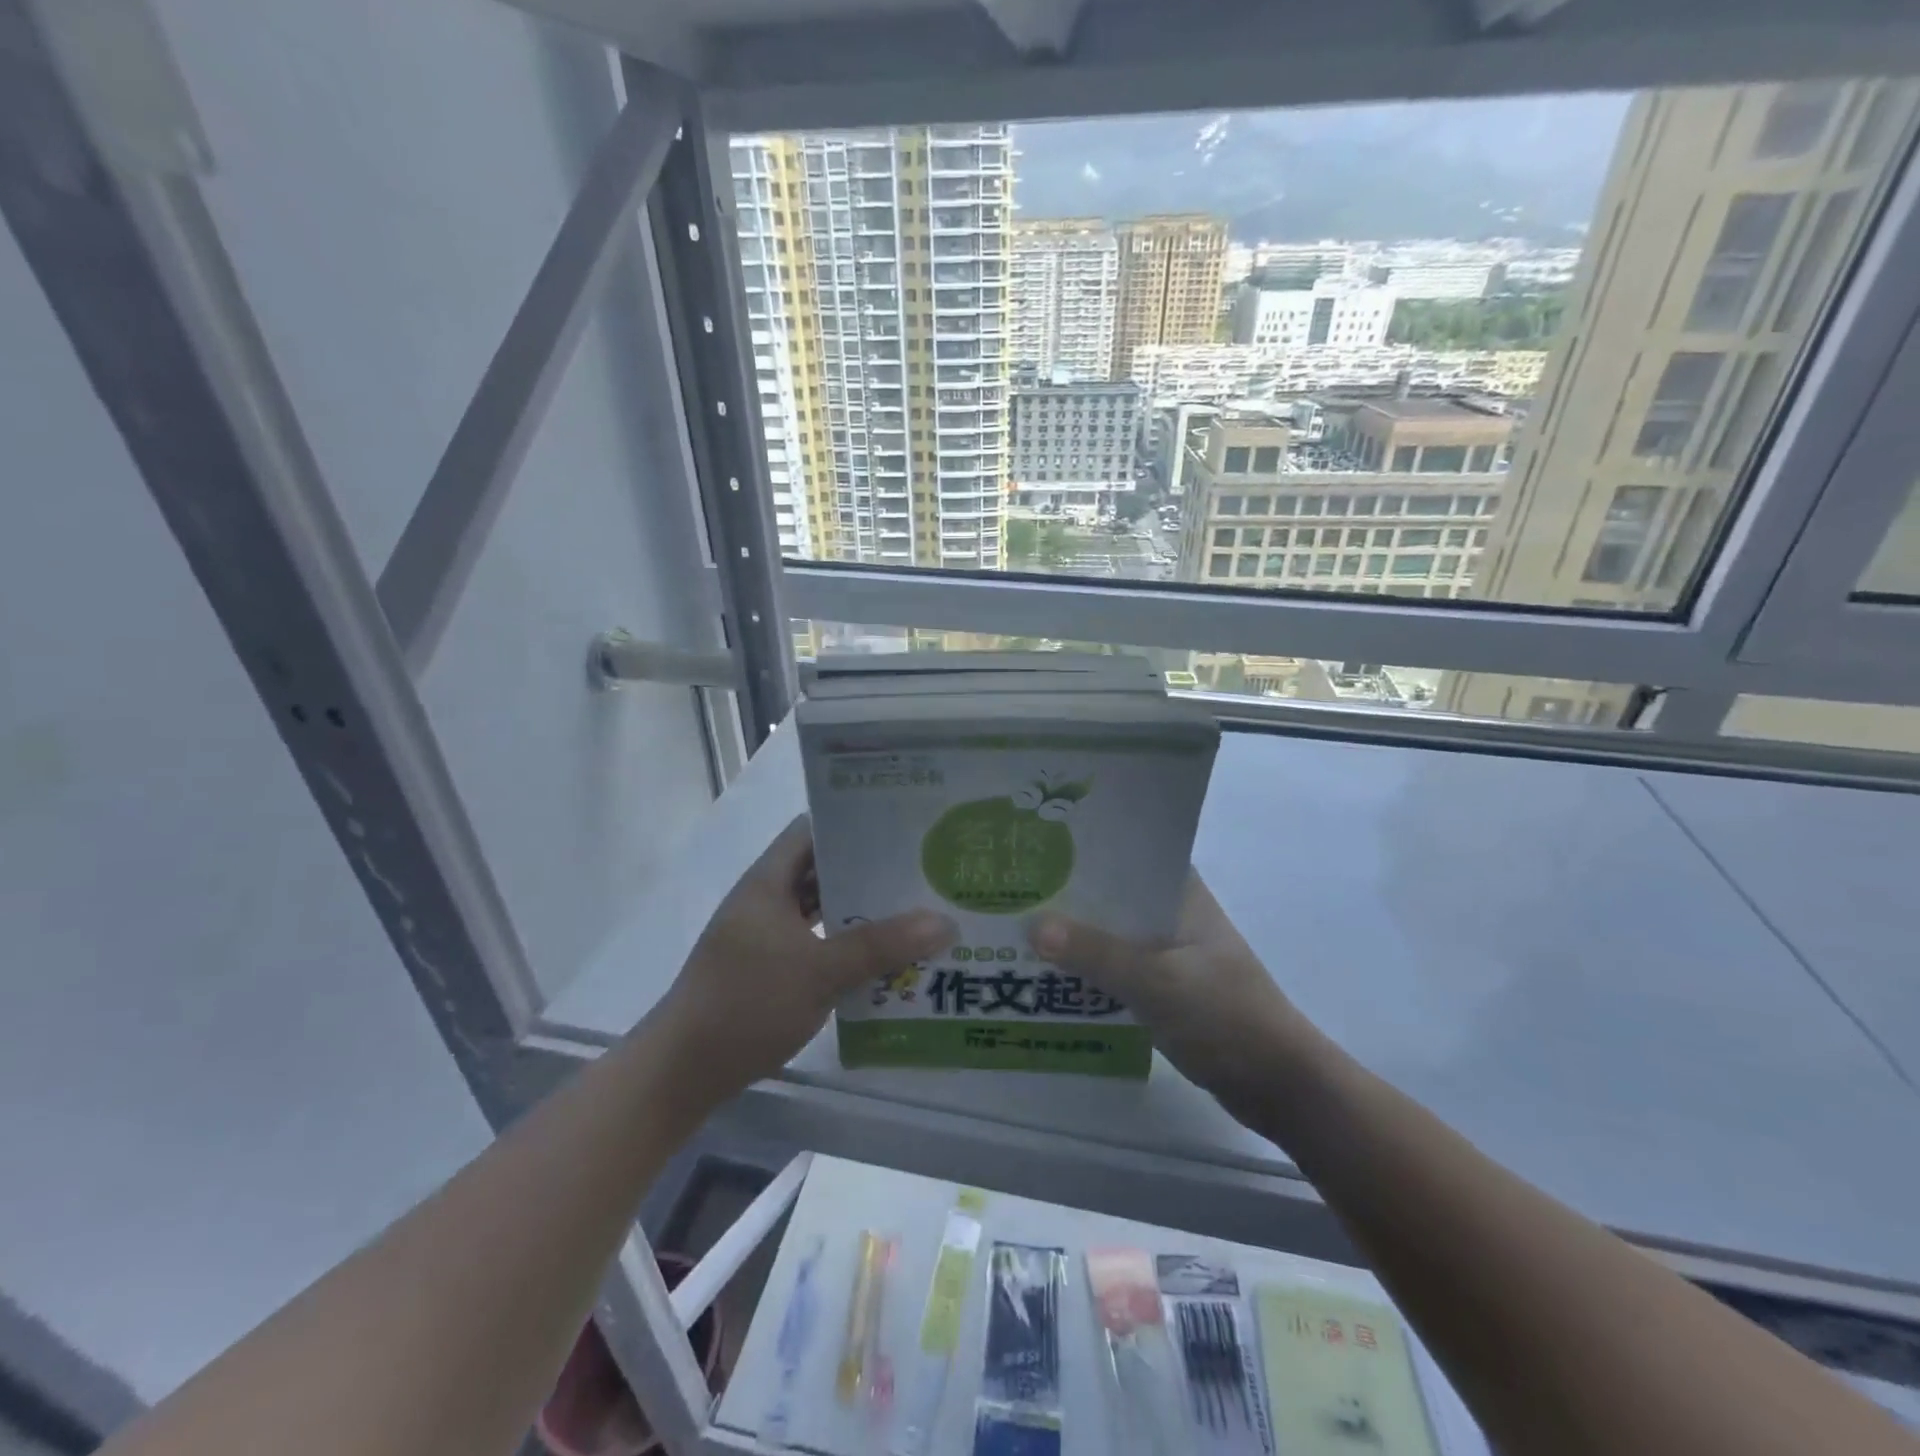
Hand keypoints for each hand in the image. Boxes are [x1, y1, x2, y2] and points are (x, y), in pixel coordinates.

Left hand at [655, 815, 952, 1105]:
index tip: (900, 827)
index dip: (853, 822)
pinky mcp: (767, 969)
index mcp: (768, 882)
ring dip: (858, 912)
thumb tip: (943, 921)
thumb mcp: (820, 971)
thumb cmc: (747, 1005)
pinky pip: (814, 943)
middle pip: (821, 870)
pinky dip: (843, 945)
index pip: (812, 830)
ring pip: (819, 910)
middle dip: (867, 871)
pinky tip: (880, 958)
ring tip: (911, 911)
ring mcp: (764, 936)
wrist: (682, 1072)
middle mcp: (766, 900)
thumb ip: (881, 945)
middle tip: (920, 871)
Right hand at [1032, 873, 1318, 1122]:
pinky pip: (1116, 969)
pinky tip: (1048, 975)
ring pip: (1111, 934)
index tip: (1035, 846)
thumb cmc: (1225, 1016)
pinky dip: (1088, 969)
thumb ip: (1096, 953)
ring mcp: (1169, 952)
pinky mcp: (1165, 988)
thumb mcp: (1156, 981)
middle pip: (1111, 896)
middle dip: (1067, 896)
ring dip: (1074, 936)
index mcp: (1181, 893)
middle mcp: (1173, 914)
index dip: (1083, 849)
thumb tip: (1032, 926)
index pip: (1127, 853)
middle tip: (1012, 891)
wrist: (1279, 1085)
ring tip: (1017, 929)